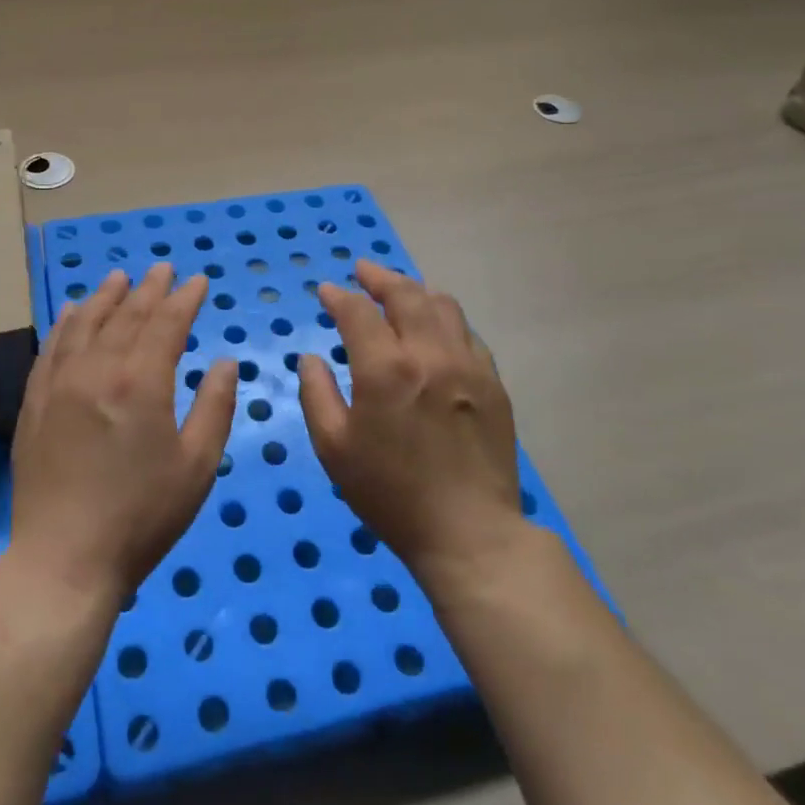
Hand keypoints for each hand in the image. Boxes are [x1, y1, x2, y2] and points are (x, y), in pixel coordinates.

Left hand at [9, 264, 237, 605]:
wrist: (63, 559)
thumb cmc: (141, 516)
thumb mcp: (196, 466)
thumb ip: (215, 407)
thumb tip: (227, 361)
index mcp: (141, 381)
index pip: (167, 323)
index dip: (185, 299)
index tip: (199, 281)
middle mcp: (98, 368)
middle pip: (127, 315)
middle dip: (149, 289)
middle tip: (164, 268)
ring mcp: (60, 383)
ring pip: (85, 323)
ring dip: (106, 296)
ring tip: (120, 277)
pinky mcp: (35, 402)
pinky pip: (51, 347)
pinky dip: (66, 323)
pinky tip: (72, 311)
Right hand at [299, 261, 521, 587]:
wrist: (468, 533)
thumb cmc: (390, 493)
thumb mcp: (334, 448)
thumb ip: (317, 394)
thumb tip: (311, 358)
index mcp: (386, 369)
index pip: (359, 311)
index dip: (340, 296)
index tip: (327, 292)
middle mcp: (430, 354)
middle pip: (406, 293)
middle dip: (379, 276)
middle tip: (363, 271)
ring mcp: (468, 365)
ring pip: (443, 305)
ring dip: (415, 291)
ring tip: (399, 292)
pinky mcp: (492, 383)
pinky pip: (467, 333)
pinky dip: (444, 319)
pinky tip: (434, 329)